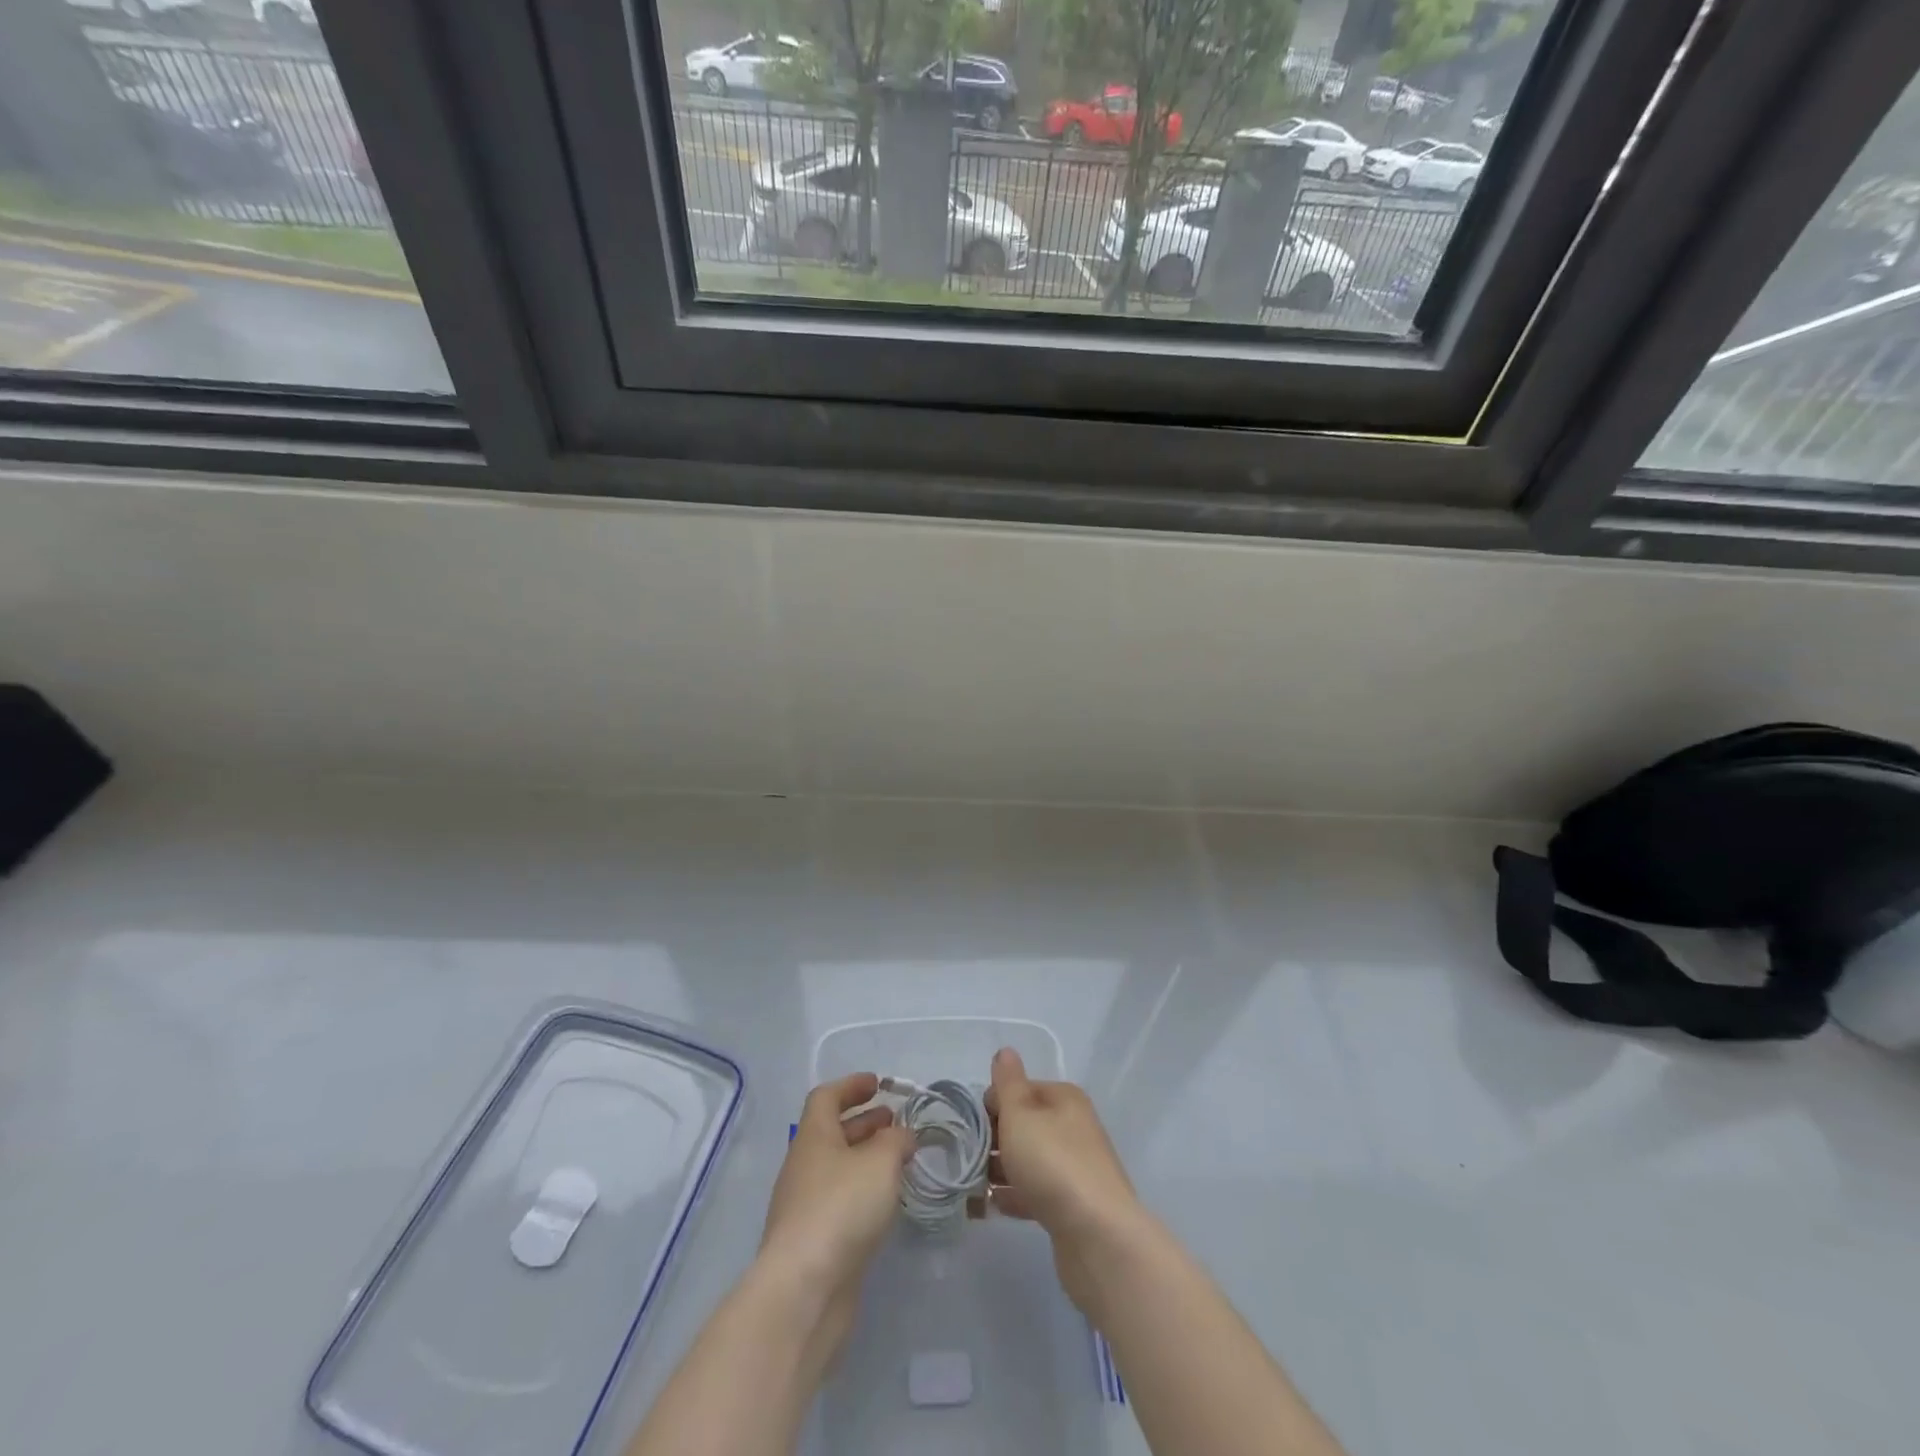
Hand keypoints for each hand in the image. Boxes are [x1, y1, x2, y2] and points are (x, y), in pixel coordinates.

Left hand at [758, 1073, 913, 1370]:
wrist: (804, 1290)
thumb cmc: (841, 1208)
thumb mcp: (880, 1162)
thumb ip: (896, 1141)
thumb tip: (902, 1134)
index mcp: (813, 1137)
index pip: (827, 1097)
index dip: (852, 1086)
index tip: (878, 1084)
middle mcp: (804, 1166)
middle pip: (833, 1133)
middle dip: (865, 1123)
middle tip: (896, 1122)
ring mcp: (805, 1207)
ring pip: (839, 1169)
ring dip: (867, 1159)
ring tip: (900, 1161)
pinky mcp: (814, 1243)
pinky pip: (841, 1202)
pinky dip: (864, 1192)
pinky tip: (887, 1203)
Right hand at [986, 1047, 1147, 1311]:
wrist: (1098, 1237)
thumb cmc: (1053, 1164)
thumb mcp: (1021, 1115)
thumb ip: (1008, 1084)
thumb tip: (1005, 1052)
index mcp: (1064, 1099)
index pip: (1020, 1089)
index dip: (992, 1104)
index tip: (970, 1128)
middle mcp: (1072, 1126)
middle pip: (1024, 1125)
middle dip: (993, 1139)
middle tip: (965, 1158)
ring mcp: (1074, 1167)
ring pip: (1028, 1160)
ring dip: (999, 1170)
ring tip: (969, 1186)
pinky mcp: (1072, 1204)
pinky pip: (1035, 1192)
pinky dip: (1013, 1196)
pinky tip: (989, 1208)